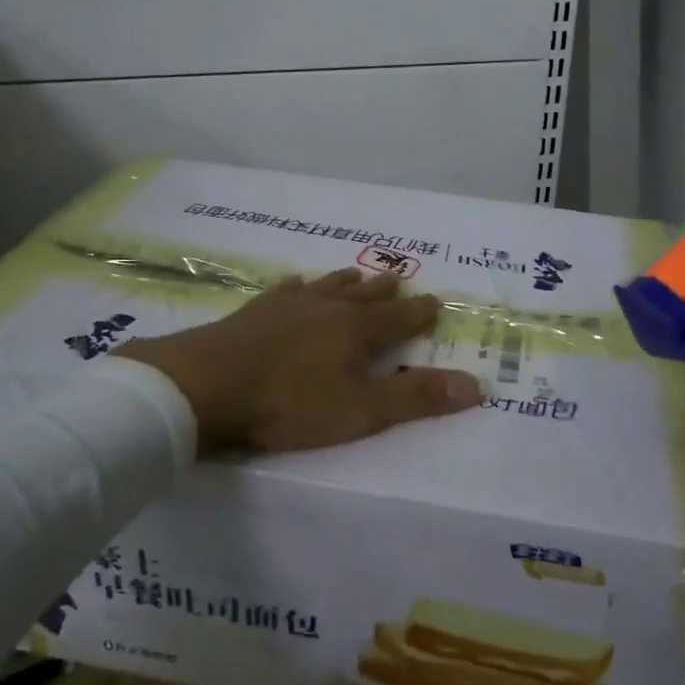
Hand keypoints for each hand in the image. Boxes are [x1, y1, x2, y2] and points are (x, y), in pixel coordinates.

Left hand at [119, 269, 483, 455]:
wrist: (207, 384)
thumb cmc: (290, 402)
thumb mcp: (360, 410)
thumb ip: (416, 398)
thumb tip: (477, 385)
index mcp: (358, 329)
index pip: (401, 317)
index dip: (421, 312)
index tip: (436, 302)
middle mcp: (328, 307)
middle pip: (365, 295)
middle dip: (386, 291)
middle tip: (399, 280)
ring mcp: (289, 304)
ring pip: (328, 286)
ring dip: (347, 282)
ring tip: (357, 274)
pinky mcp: (256, 310)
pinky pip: (286, 290)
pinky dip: (298, 287)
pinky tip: (295, 284)